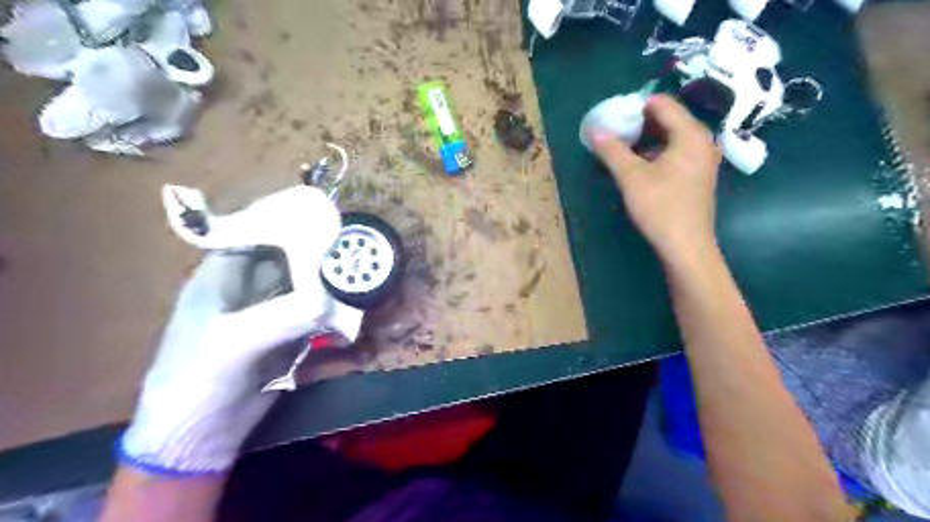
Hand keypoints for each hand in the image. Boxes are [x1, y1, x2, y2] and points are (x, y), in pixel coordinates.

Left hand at [121, 237, 339, 475]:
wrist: (198, 440)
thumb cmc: (196, 383)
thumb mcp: (232, 345)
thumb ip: (281, 317)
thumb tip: (331, 300)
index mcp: (221, 277)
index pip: (257, 234)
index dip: (289, 223)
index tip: (326, 217)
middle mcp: (247, 288)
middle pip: (288, 259)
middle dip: (318, 252)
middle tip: (353, 247)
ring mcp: (268, 313)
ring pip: (304, 286)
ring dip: (329, 282)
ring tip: (360, 274)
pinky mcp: (286, 336)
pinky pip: (313, 314)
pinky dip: (331, 311)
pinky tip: (350, 310)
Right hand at [591, 94, 720, 260]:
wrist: (686, 246)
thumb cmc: (661, 208)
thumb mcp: (631, 177)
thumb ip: (612, 150)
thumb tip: (594, 130)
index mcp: (690, 134)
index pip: (663, 104)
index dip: (636, 106)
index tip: (613, 117)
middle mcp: (702, 141)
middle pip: (669, 119)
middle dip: (640, 123)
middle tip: (615, 132)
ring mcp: (702, 158)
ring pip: (671, 137)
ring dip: (646, 139)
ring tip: (622, 148)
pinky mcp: (697, 175)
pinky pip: (676, 151)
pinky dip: (656, 152)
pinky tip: (639, 165)